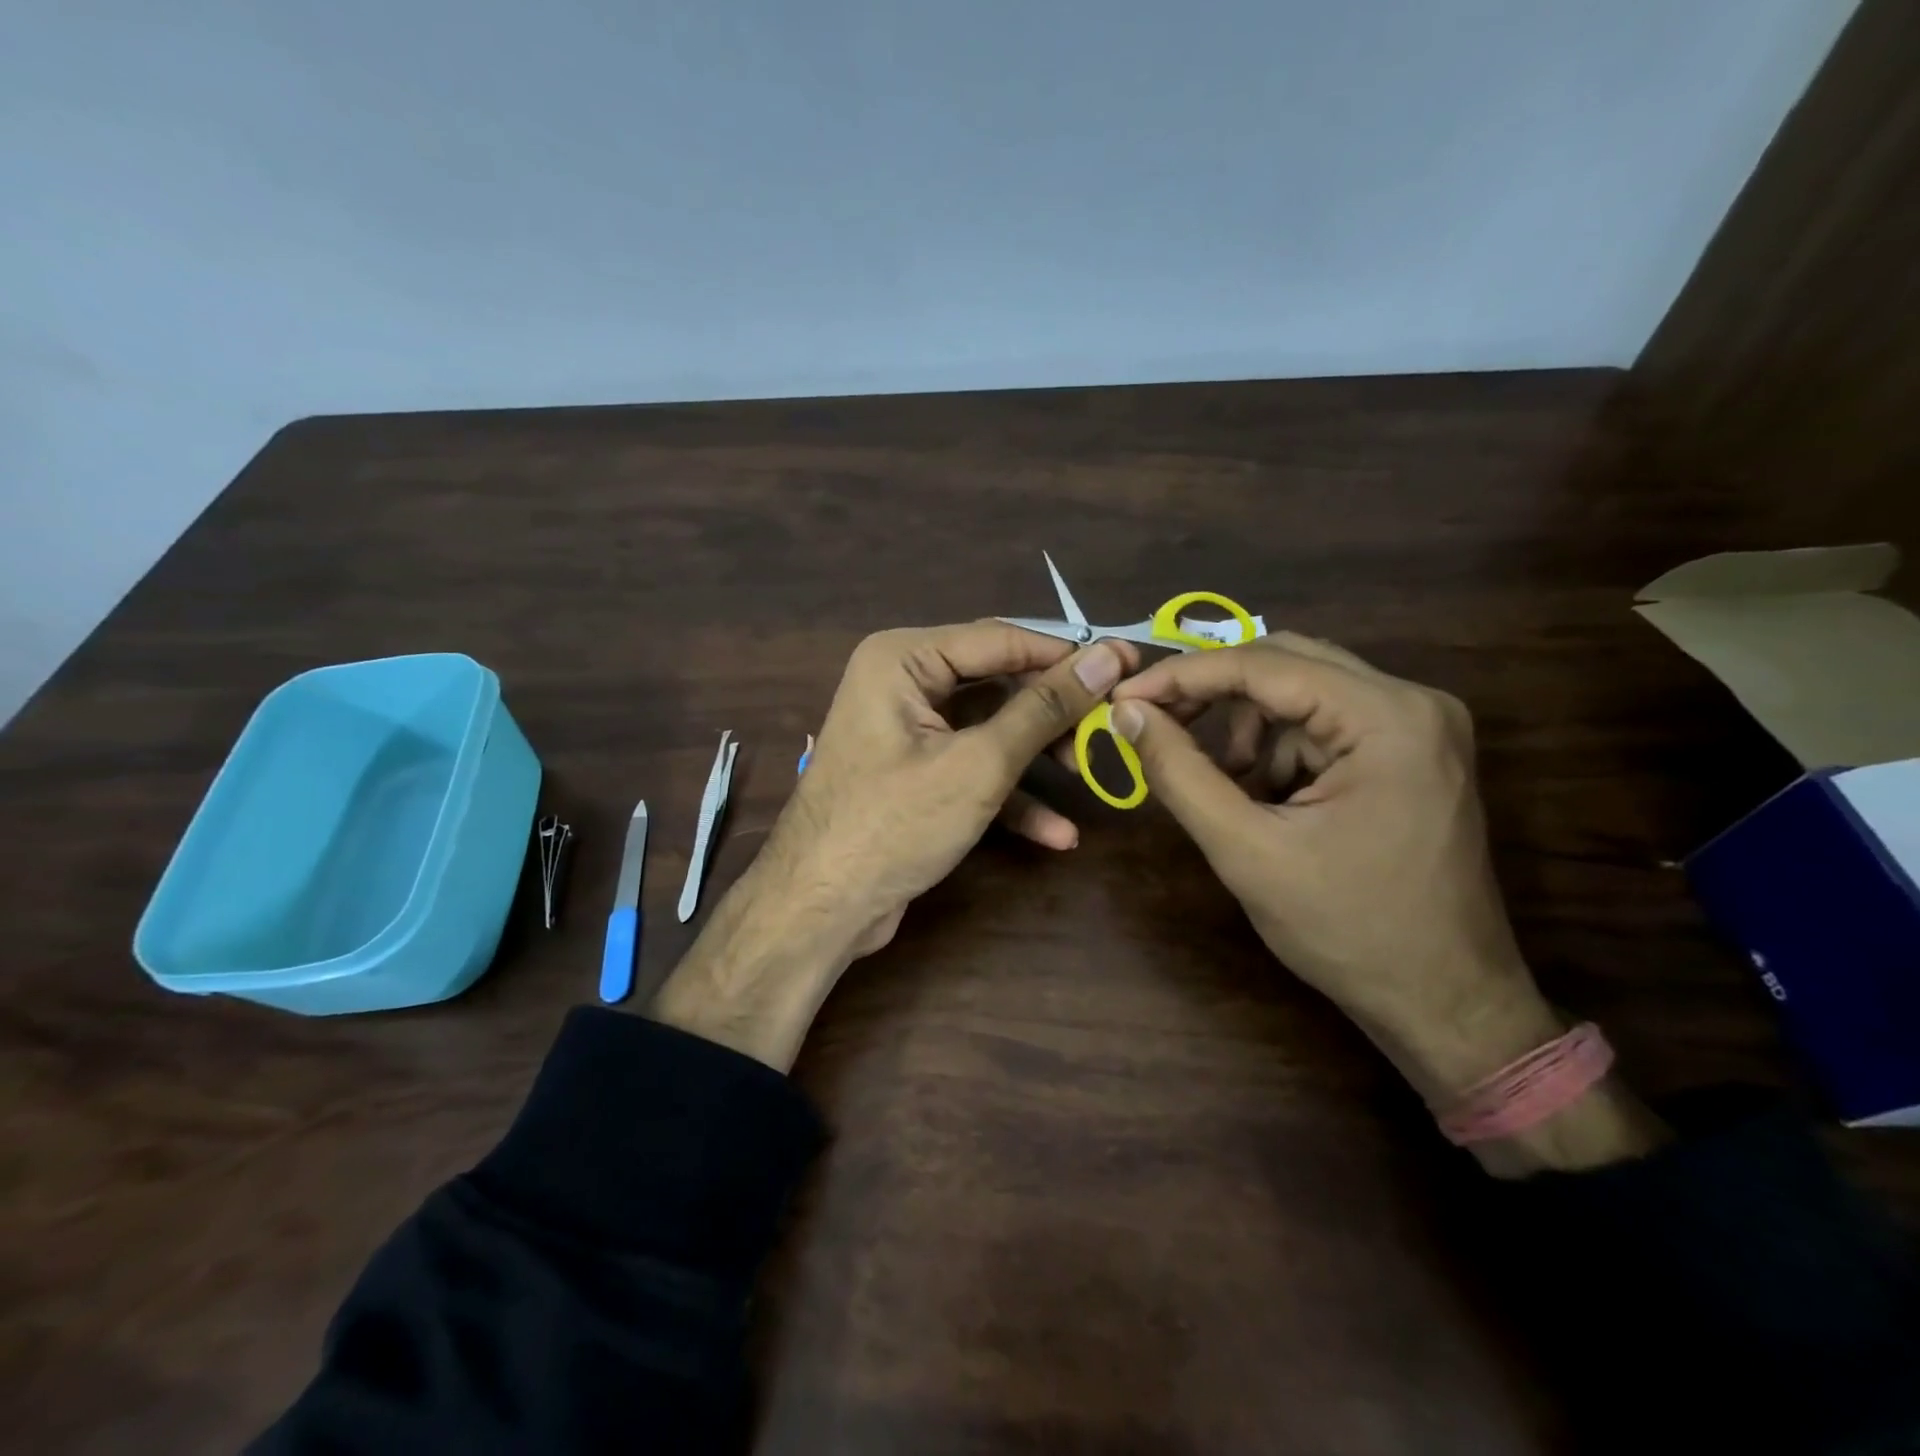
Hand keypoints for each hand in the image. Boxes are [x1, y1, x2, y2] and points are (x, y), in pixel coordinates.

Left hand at [654, 621, 1135, 1069]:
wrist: (820, 910)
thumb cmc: (894, 825)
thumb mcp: (979, 764)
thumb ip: (1044, 708)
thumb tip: (1107, 657)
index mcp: (904, 658)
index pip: (1000, 638)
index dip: (1066, 653)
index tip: (1127, 665)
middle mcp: (902, 682)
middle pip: (997, 682)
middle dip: (1053, 711)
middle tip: (1111, 725)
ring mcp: (907, 730)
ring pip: (989, 728)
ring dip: (1037, 757)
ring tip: (1091, 776)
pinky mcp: (915, 773)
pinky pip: (971, 766)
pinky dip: (1010, 794)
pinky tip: (1056, 833)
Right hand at [1109, 634, 1557, 1099]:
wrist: (1445, 1003)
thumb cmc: (1347, 930)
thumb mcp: (1246, 849)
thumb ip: (1179, 772)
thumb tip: (1126, 711)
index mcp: (1388, 718)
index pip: (1265, 664)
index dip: (1183, 675)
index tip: (1122, 696)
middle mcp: (1414, 702)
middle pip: (1287, 662)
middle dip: (1214, 693)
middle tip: (1155, 722)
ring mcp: (1420, 726)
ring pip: (1303, 691)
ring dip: (1247, 727)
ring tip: (1223, 785)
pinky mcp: (1413, 752)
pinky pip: (1325, 723)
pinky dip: (1278, 748)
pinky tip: (1263, 797)